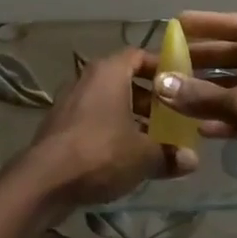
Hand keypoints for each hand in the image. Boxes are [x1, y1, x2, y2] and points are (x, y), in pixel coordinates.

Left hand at [26, 49, 197, 209]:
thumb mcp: (144, 156)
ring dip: (131, 118)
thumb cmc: (101, 153)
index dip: (162, 67)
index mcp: (109, 72)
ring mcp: (69, 102)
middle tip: (172, 118)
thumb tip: (192, 160)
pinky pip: (93, 120)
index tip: (180, 84)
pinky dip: (111, 131)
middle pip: (124, 81)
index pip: (139, 56)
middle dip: (150, 99)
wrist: (45, 181)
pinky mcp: (58, 126)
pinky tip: (126, 157)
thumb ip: (169, 154)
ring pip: (108, 103)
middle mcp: (87, 79)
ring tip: (153, 141)